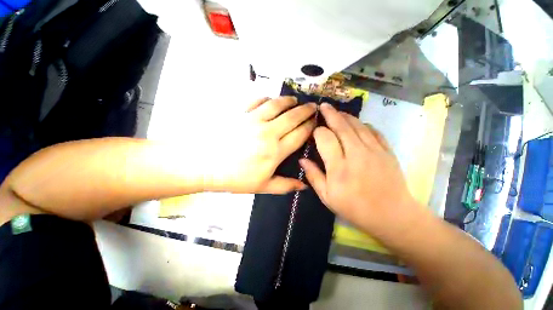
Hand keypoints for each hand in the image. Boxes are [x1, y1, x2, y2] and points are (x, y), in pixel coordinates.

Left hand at [207, 96, 315, 193]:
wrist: (204, 165)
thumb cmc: (235, 178)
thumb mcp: (262, 186)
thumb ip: (285, 185)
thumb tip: (305, 186)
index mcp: (275, 151)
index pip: (299, 135)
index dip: (310, 127)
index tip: (316, 122)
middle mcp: (268, 132)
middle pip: (292, 117)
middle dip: (305, 111)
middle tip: (312, 107)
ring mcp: (253, 120)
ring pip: (276, 105)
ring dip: (288, 101)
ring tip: (295, 100)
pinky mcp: (240, 113)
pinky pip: (257, 101)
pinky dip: (266, 98)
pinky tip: (270, 99)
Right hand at [300, 103, 422, 237]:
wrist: (391, 215)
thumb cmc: (354, 207)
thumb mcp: (327, 196)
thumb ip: (313, 176)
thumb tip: (302, 159)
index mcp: (339, 167)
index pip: (325, 138)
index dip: (318, 131)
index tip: (314, 131)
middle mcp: (356, 154)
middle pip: (341, 127)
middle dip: (330, 114)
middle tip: (324, 106)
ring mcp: (374, 151)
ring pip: (357, 125)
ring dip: (346, 116)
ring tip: (337, 112)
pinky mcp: (387, 151)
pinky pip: (374, 131)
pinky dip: (363, 124)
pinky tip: (357, 123)